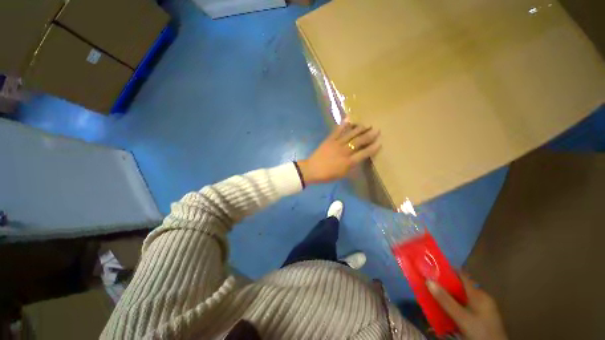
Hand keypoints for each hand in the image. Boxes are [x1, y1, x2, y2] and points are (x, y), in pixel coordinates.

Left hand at [298, 123, 380, 184]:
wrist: (312, 169)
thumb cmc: (328, 175)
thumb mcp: (342, 174)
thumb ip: (352, 166)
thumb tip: (359, 159)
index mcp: (348, 162)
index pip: (364, 154)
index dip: (373, 148)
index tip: (380, 143)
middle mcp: (344, 151)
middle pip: (359, 142)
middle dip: (369, 135)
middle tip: (377, 130)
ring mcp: (336, 144)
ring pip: (350, 135)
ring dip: (359, 129)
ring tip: (367, 124)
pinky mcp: (329, 140)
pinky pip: (337, 131)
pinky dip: (343, 124)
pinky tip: (349, 119)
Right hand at [427, 274, 507, 339]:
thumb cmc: (480, 331)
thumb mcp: (461, 317)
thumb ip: (445, 300)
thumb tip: (428, 280)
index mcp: (479, 294)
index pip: (462, 275)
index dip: (448, 271)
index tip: (433, 269)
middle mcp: (482, 298)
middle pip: (462, 287)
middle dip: (446, 285)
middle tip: (431, 285)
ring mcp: (484, 308)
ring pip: (464, 297)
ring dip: (450, 296)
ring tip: (436, 297)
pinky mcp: (483, 317)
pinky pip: (467, 306)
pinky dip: (457, 305)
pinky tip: (449, 311)